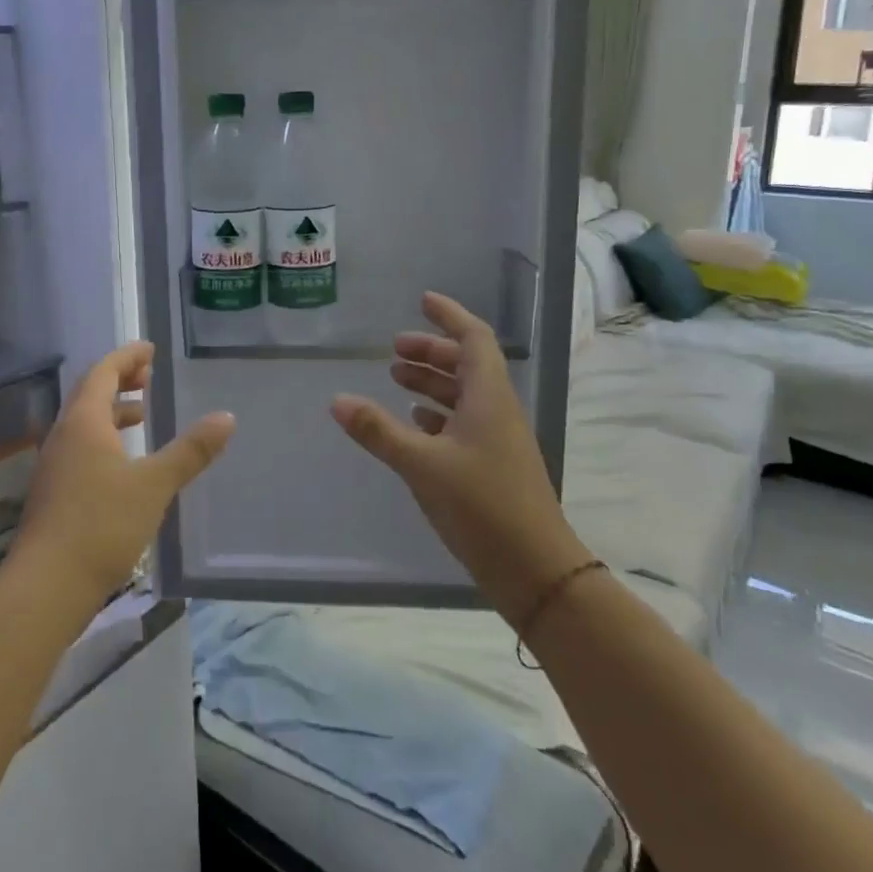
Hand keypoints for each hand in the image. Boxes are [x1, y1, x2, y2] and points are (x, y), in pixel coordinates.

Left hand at [11, 342, 234, 607]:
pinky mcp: (54, 492)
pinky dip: (104, 438)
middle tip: (148, 376)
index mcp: (84, 422)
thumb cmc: (102, 525)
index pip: (103, 372)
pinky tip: (124, 463)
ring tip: (142, 415)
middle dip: (119, 379)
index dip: (127, 357)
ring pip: (84, 422)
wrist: (47, 585)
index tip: (150, 349)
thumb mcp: (154, 485)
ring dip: (112, 410)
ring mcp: (55, 465)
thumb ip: (190, 451)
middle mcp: (64, 435)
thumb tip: (226, 417)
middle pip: (90, 393)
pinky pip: (81, 446)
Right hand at [331, 292, 590, 612]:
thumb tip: (337, 400)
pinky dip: (438, 415)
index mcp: (489, 397)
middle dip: (432, 351)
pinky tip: (414, 424)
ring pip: (464, 395)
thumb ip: (378, 430)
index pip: (474, 338)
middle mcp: (497, 411)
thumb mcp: (422, 464)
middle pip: (467, 365)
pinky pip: (464, 424)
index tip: (422, 301)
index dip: (449, 316)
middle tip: (394, 350)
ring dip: (432, 382)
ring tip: (396, 379)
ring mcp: (498, 440)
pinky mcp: (493, 467)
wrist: (535, 570)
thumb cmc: (482, 506)